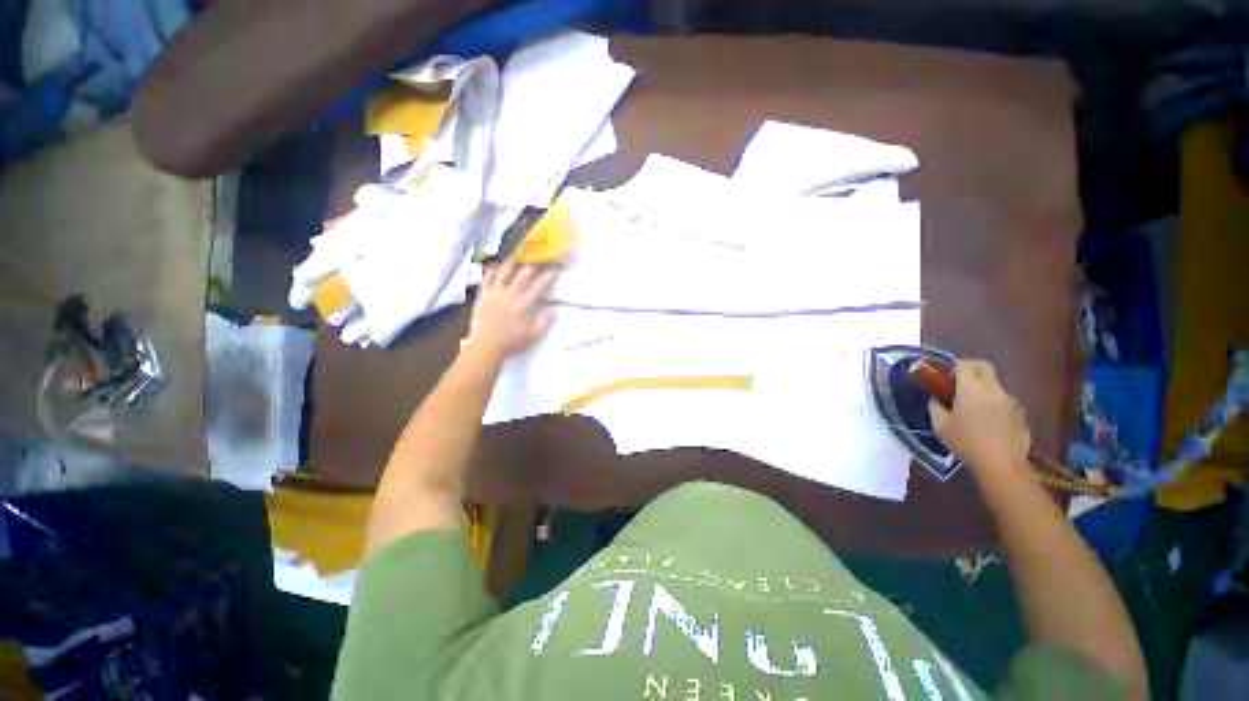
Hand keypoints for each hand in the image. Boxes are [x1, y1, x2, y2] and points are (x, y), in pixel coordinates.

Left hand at [465, 261, 558, 359]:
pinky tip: (497, 266)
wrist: (486, 346)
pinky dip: (493, 270)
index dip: (550, 275)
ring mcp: (495, 292)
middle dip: (534, 264)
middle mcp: (511, 294)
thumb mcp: (534, 336)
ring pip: (505, 271)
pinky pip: (488, 277)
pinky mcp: (483, 294)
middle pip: (524, 273)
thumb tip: (556, 309)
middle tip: (539, 259)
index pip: (540, 285)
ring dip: (513, 262)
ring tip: (518, 256)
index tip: (557, 268)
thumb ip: (546, 322)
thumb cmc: (512, 342)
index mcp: (525, 304)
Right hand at [929, 360, 1032, 472]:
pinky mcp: (1021, 416)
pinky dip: (995, 406)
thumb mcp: (940, 425)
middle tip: (958, 382)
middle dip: (971, 369)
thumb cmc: (965, 441)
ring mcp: (1011, 402)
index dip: (953, 367)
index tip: (945, 376)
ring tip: (973, 407)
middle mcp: (993, 389)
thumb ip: (935, 407)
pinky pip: (1005, 403)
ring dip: (984, 390)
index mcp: (971, 388)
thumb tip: (936, 400)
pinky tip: (988, 423)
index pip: (964, 365)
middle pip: (984, 367)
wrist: (1001, 463)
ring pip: (995, 386)